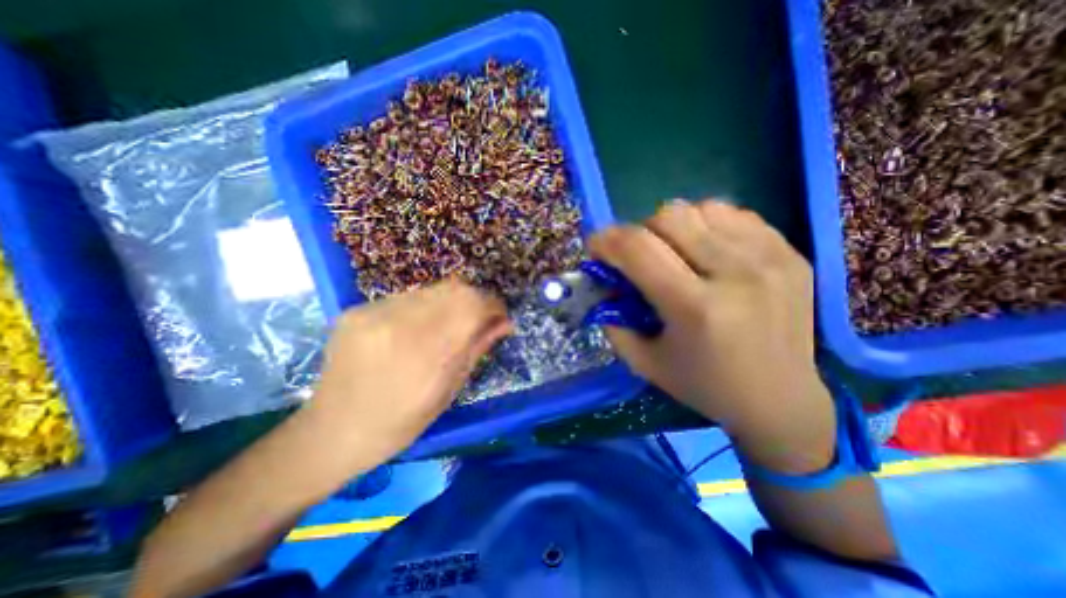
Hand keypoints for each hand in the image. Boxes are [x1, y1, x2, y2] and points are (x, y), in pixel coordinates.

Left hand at [304, 281, 511, 471]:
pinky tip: (415, 329)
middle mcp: (399, 324)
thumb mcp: (449, 391)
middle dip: (475, 300)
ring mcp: (373, 313)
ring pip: (431, 290)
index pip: (472, 305)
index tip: (500, 316)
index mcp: (426, 353)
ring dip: (450, 303)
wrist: (333, 431)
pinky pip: (406, 297)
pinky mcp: (356, 310)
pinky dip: (423, 307)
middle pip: (454, 289)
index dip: (493, 304)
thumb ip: (477, 348)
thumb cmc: (400, 423)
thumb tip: (505, 322)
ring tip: (446, 325)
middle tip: (477, 319)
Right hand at [590, 202, 832, 472]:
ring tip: (673, 251)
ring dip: (673, 226)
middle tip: (638, 256)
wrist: (780, 400)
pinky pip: (734, 214)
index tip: (596, 246)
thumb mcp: (644, 361)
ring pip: (701, 208)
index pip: (638, 248)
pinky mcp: (790, 252)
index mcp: (695, 308)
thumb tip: (604, 283)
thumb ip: (613, 320)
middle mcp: (735, 274)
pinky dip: (708, 224)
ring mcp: (769, 258)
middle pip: (669, 217)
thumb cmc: (703, 385)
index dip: (607, 240)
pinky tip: (706, 250)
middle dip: (639, 232)